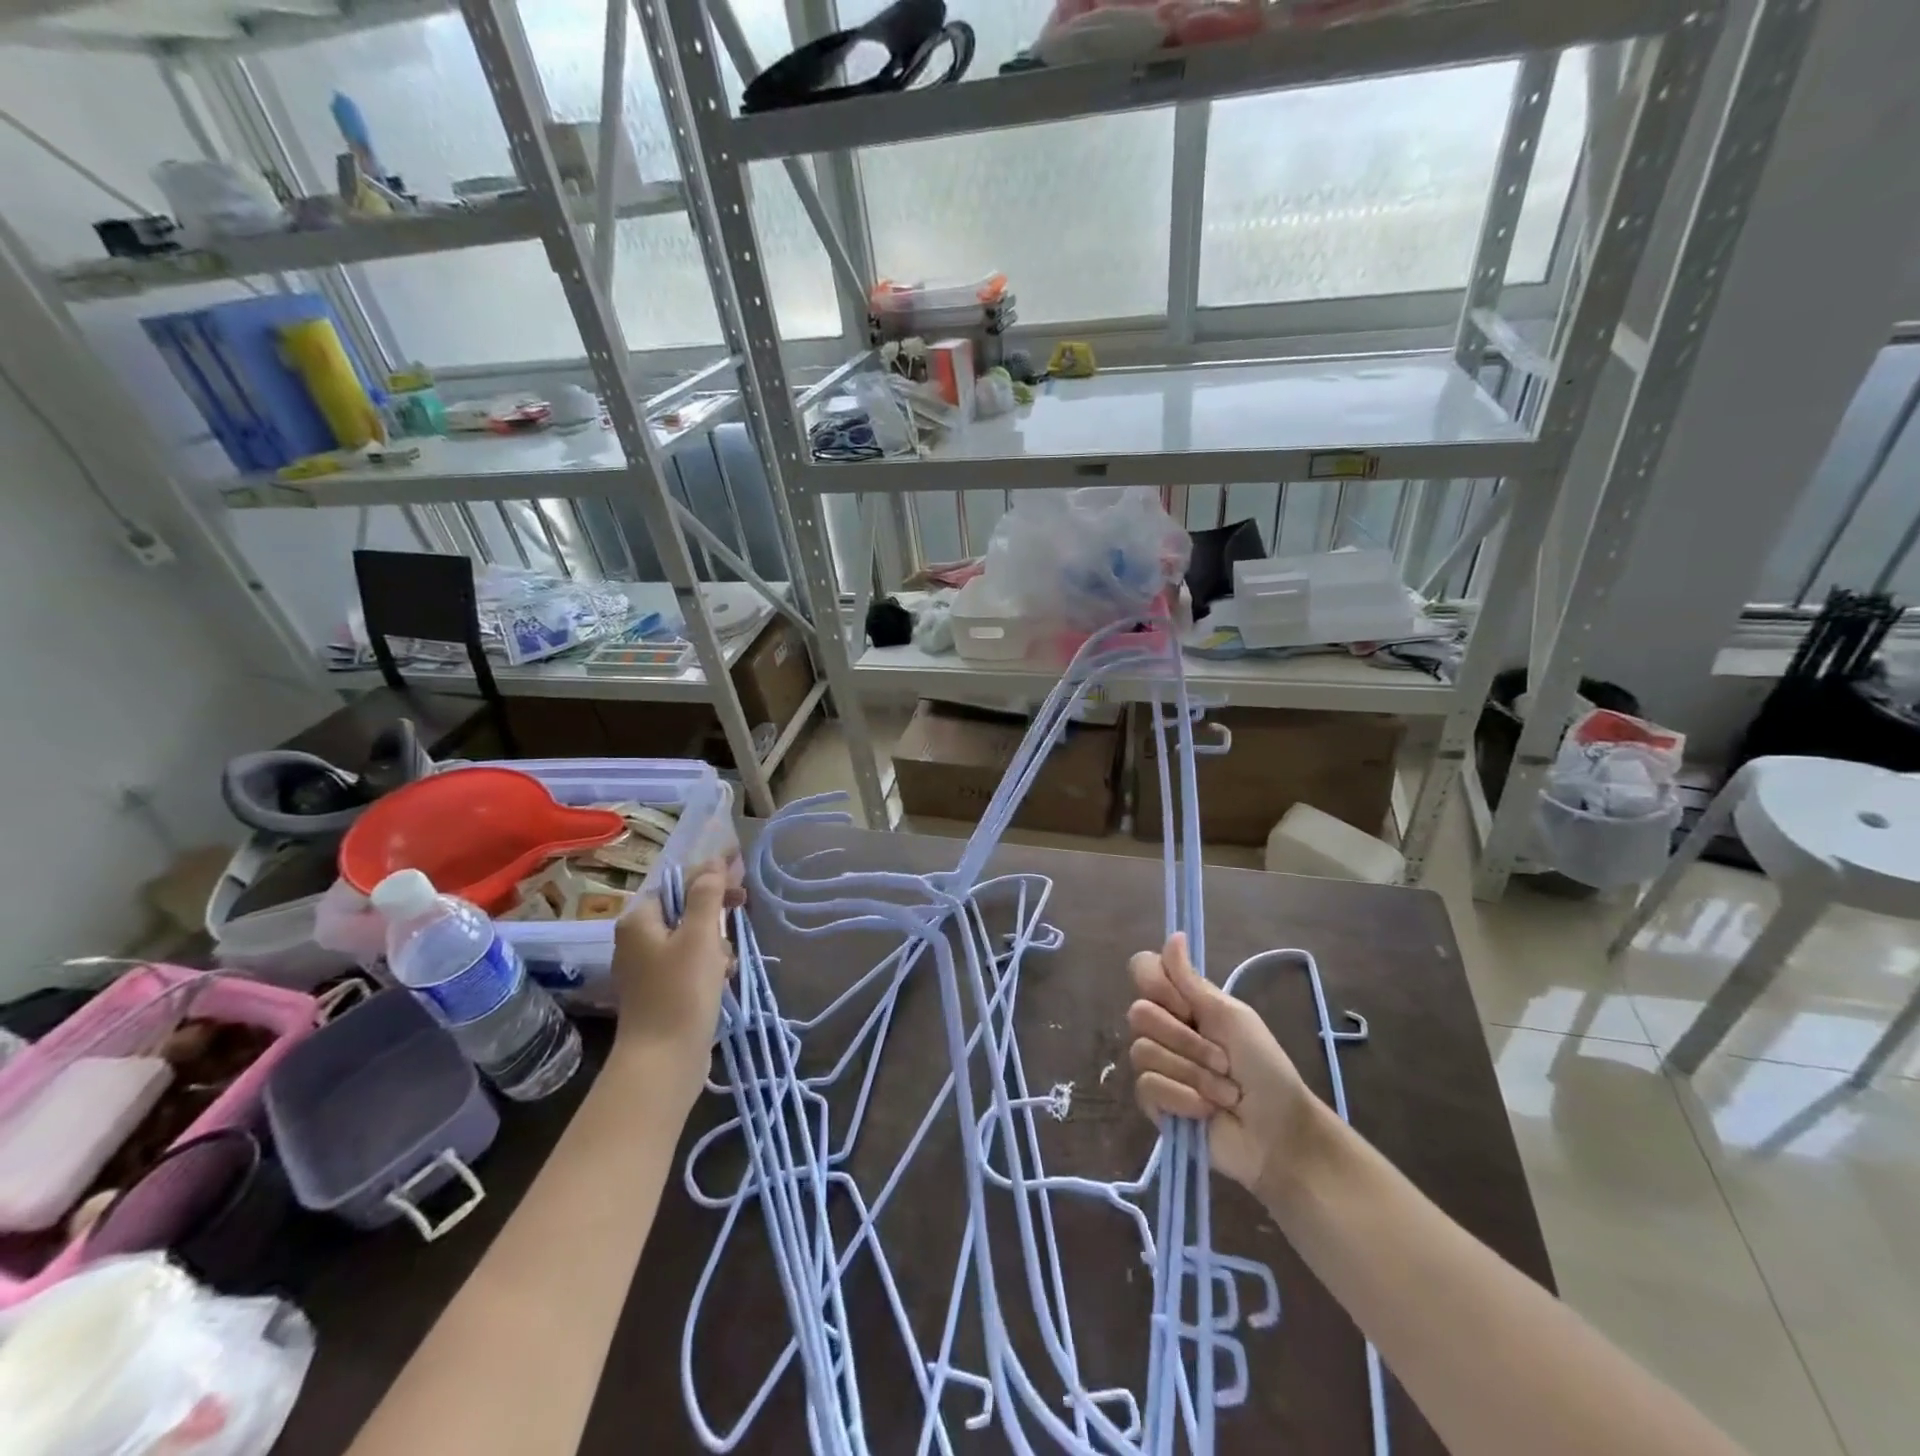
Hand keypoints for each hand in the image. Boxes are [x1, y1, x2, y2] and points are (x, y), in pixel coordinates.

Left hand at [611, 858, 743, 1096]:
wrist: (663, 1062)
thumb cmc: (681, 992)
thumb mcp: (700, 936)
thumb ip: (707, 895)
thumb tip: (714, 862)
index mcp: (640, 920)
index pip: (680, 881)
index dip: (711, 871)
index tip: (741, 863)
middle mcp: (638, 939)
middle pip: (686, 907)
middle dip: (715, 910)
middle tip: (742, 906)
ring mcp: (648, 967)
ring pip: (692, 936)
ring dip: (715, 941)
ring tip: (727, 961)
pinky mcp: (661, 990)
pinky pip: (690, 962)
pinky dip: (709, 964)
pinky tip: (723, 978)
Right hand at [1127, 933, 1317, 1204]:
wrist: (1277, 1132)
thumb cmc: (1264, 1068)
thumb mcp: (1232, 1017)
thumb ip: (1192, 981)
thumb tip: (1174, 934)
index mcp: (1182, 1002)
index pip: (1142, 970)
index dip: (1159, 986)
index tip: (1190, 1007)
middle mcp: (1163, 1028)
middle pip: (1139, 1013)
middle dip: (1187, 1041)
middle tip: (1221, 1059)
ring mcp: (1155, 1064)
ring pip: (1144, 1051)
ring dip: (1193, 1074)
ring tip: (1223, 1091)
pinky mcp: (1153, 1101)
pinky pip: (1148, 1085)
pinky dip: (1184, 1097)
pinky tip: (1206, 1109)